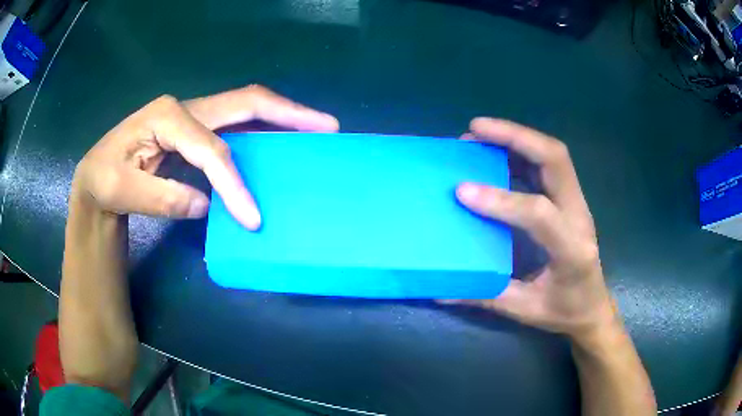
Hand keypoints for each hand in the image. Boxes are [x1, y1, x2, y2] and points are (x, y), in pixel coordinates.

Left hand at [71, 85, 337, 228]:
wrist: (96, 174)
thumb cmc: (104, 180)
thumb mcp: (121, 192)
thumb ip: (162, 197)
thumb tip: (206, 205)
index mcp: (166, 117)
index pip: (211, 149)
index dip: (234, 182)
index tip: (253, 217)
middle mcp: (185, 107)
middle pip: (246, 103)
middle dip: (289, 113)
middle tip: (327, 126)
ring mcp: (193, 115)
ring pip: (246, 109)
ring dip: (283, 117)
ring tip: (316, 128)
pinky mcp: (196, 129)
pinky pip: (237, 124)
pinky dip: (264, 130)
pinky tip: (282, 141)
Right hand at [445, 118, 614, 341]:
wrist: (594, 307)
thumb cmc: (563, 311)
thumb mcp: (524, 310)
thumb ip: (484, 296)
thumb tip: (440, 289)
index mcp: (571, 250)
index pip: (539, 213)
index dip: (501, 199)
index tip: (462, 191)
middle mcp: (579, 217)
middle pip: (555, 159)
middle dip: (515, 137)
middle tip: (475, 129)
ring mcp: (577, 204)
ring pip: (553, 154)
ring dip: (517, 137)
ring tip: (480, 134)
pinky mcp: (570, 200)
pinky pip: (548, 164)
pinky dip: (521, 150)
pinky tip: (497, 153)